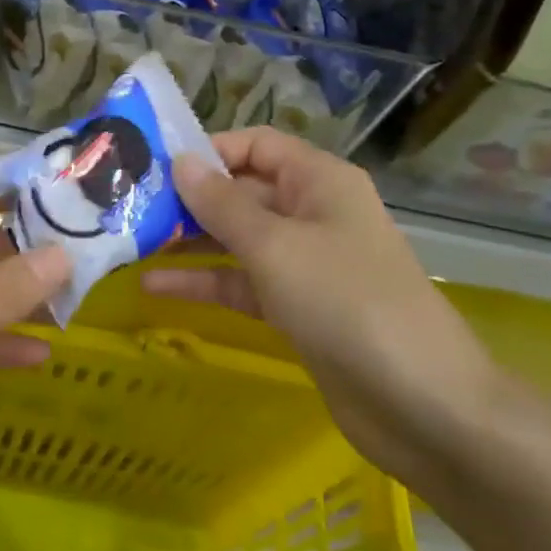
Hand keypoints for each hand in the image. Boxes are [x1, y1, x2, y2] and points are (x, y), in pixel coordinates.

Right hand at [142, 127, 499, 487]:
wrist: (422, 405)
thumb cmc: (347, 302)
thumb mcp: (275, 246)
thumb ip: (222, 204)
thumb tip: (180, 162)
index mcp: (319, 182)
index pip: (255, 145)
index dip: (208, 150)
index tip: (154, 165)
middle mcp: (312, 213)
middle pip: (242, 192)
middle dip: (189, 200)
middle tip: (129, 207)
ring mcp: (304, 264)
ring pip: (237, 240)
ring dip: (189, 242)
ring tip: (131, 243)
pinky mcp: (296, 308)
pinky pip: (242, 283)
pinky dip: (204, 282)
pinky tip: (154, 286)